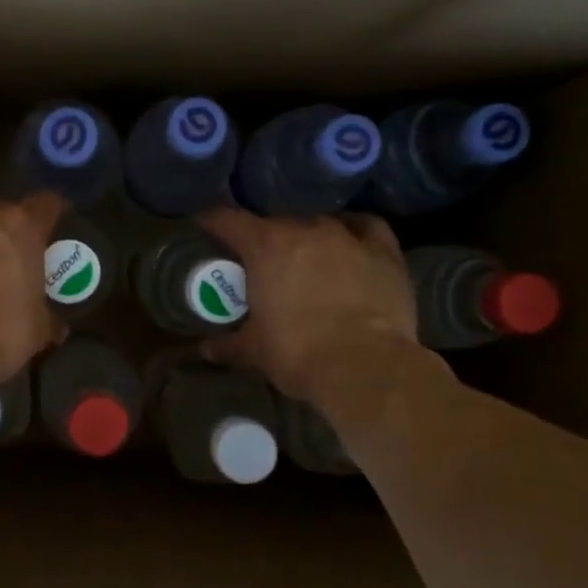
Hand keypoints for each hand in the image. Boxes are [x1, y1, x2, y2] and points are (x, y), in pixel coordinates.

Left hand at [0, 193, 65, 385]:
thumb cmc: (1, 332)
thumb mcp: (38, 329)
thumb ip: (48, 317)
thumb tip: (56, 326)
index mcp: (20, 228)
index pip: (46, 204)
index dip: (53, 215)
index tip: (55, 229)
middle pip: (2, 215)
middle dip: (9, 234)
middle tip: (15, 261)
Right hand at [197, 209, 417, 400]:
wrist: (366, 367)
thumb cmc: (298, 354)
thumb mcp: (254, 352)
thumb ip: (228, 345)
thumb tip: (205, 349)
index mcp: (265, 247)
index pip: (228, 220)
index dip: (211, 220)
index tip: (204, 224)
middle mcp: (305, 230)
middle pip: (275, 222)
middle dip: (263, 238)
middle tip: (260, 261)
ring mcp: (348, 236)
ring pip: (319, 223)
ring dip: (307, 236)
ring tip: (305, 256)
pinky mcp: (384, 250)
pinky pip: (365, 226)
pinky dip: (353, 230)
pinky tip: (350, 242)